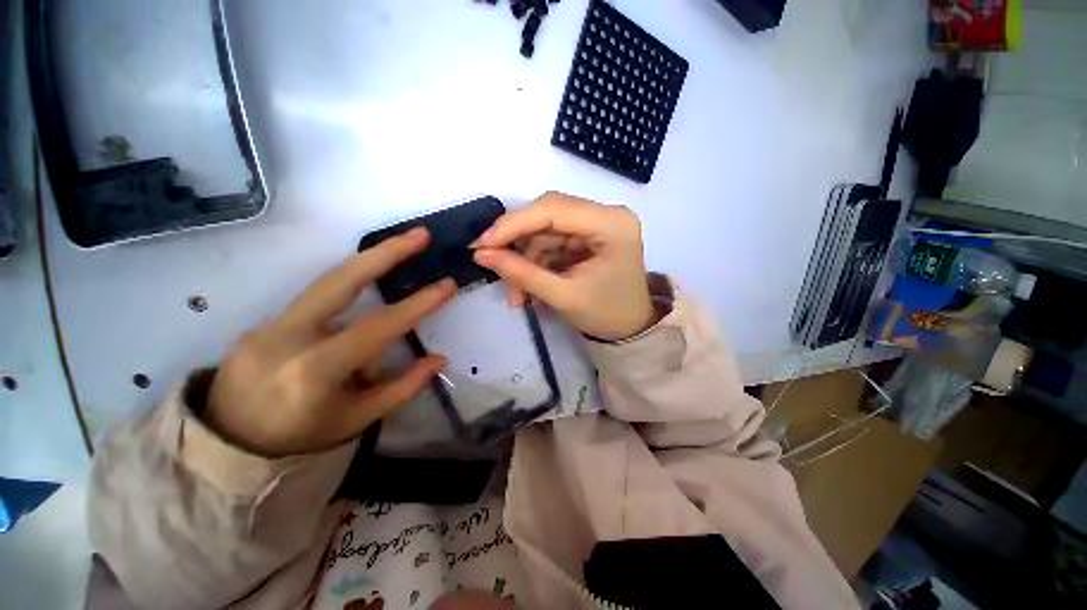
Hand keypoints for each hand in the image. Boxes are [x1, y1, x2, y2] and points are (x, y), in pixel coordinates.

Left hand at [204, 228, 456, 456]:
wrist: (226, 444)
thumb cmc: (300, 437)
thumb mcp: (357, 420)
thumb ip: (402, 388)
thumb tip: (439, 358)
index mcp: (313, 371)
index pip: (376, 328)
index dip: (416, 305)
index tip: (447, 285)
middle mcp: (287, 337)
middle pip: (340, 281)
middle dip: (385, 253)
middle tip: (420, 235)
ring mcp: (269, 324)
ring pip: (327, 281)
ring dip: (369, 259)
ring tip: (404, 244)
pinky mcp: (265, 320)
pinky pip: (318, 299)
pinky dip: (350, 284)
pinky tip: (371, 280)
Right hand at [472, 192, 654, 340]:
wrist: (629, 329)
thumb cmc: (606, 316)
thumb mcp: (563, 297)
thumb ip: (522, 274)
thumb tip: (482, 254)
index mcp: (611, 224)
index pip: (553, 208)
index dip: (513, 224)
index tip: (483, 244)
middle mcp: (605, 215)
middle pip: (547, 215)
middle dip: (518, 244)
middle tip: (493, 265)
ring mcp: (596, 224)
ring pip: (544, 231)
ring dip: (525, 261)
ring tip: (518, 295)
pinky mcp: (587, 236)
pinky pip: (551, 242)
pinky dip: (536, 264)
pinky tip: (530, 289)